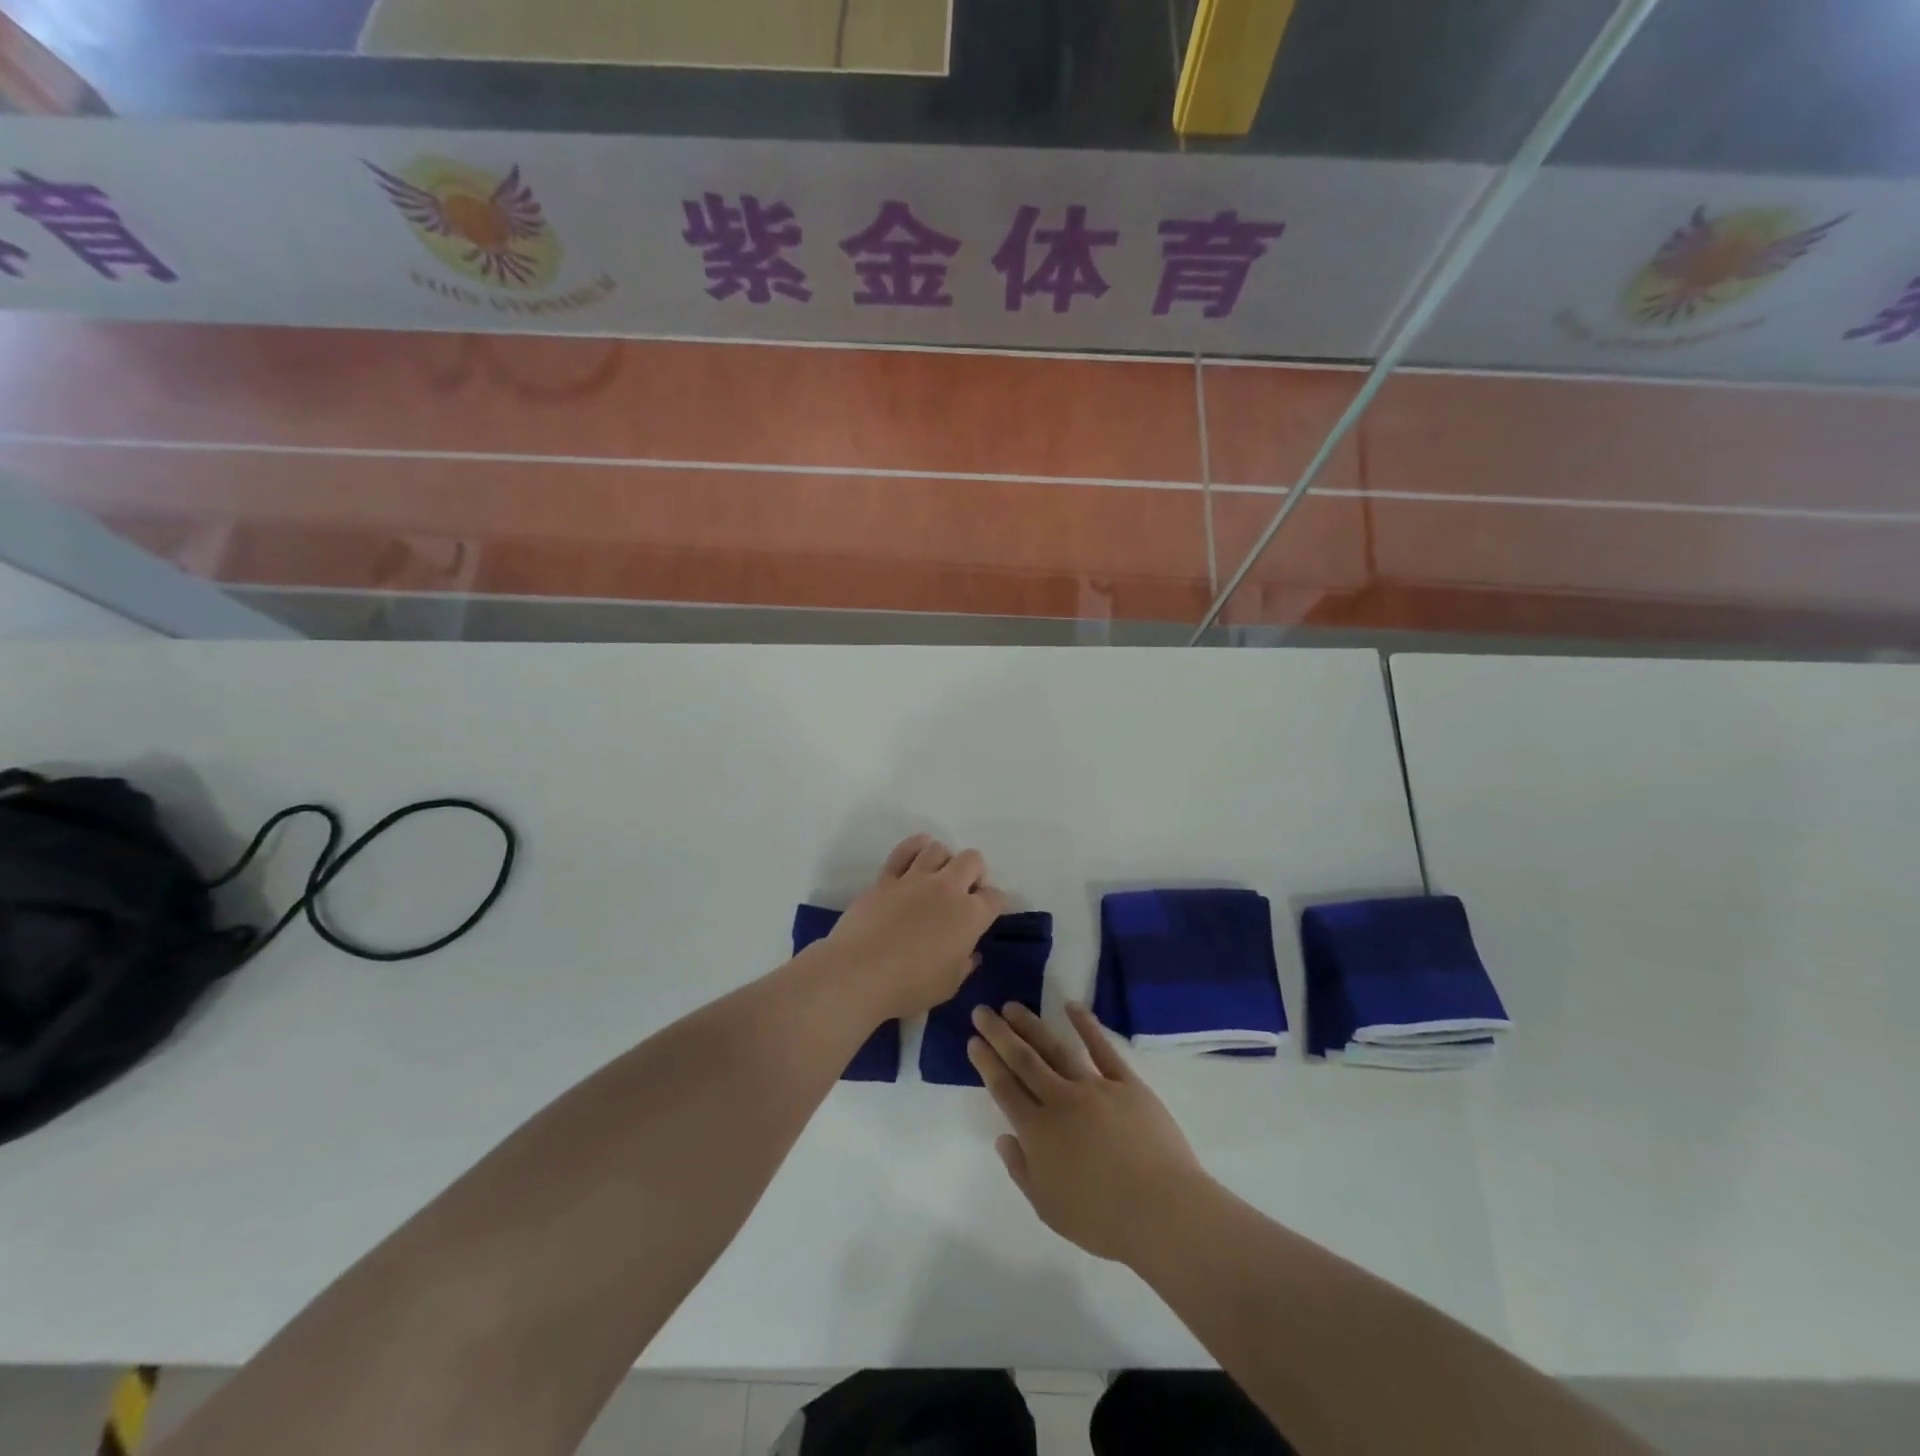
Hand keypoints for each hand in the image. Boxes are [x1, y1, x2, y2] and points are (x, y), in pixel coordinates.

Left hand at [824, 835, 1007, 1021]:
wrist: (859, 972)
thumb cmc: (909, 986)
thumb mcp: (948, 986)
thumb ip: (964, 965)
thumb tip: (970, 953)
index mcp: (970, 916)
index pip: (995, 897)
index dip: (994, 904)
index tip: (985, 914)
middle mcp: (947, 889)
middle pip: (972, 860)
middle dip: (975, 872)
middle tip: (964, 893)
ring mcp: (915, 879)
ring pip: (938, 849)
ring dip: (944, 860)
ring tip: (937, 877)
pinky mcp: (886, 878)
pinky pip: (905, 850)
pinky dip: (915, 847)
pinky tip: (918, 852)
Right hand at [970, 1002, 1211, 1266]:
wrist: (1161, 1212)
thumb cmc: (1102, 1220)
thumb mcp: (1048, 1208)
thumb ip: (1021, 1170)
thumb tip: (1004, 1137)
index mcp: (1038, 1132)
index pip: (1004, 1089)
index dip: (987, 1063)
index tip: (974, 1041)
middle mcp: (1060, 1101)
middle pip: (1023, 1060)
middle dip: (999, 1034)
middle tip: (982, 1011)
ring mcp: (1094, 1087)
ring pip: (1055, 1049)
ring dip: (1032, 1025)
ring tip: (1013, 1007)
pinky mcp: (1126, 1083)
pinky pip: (1102, 1049)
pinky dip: (1086, 1025)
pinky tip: (1071, 1006)